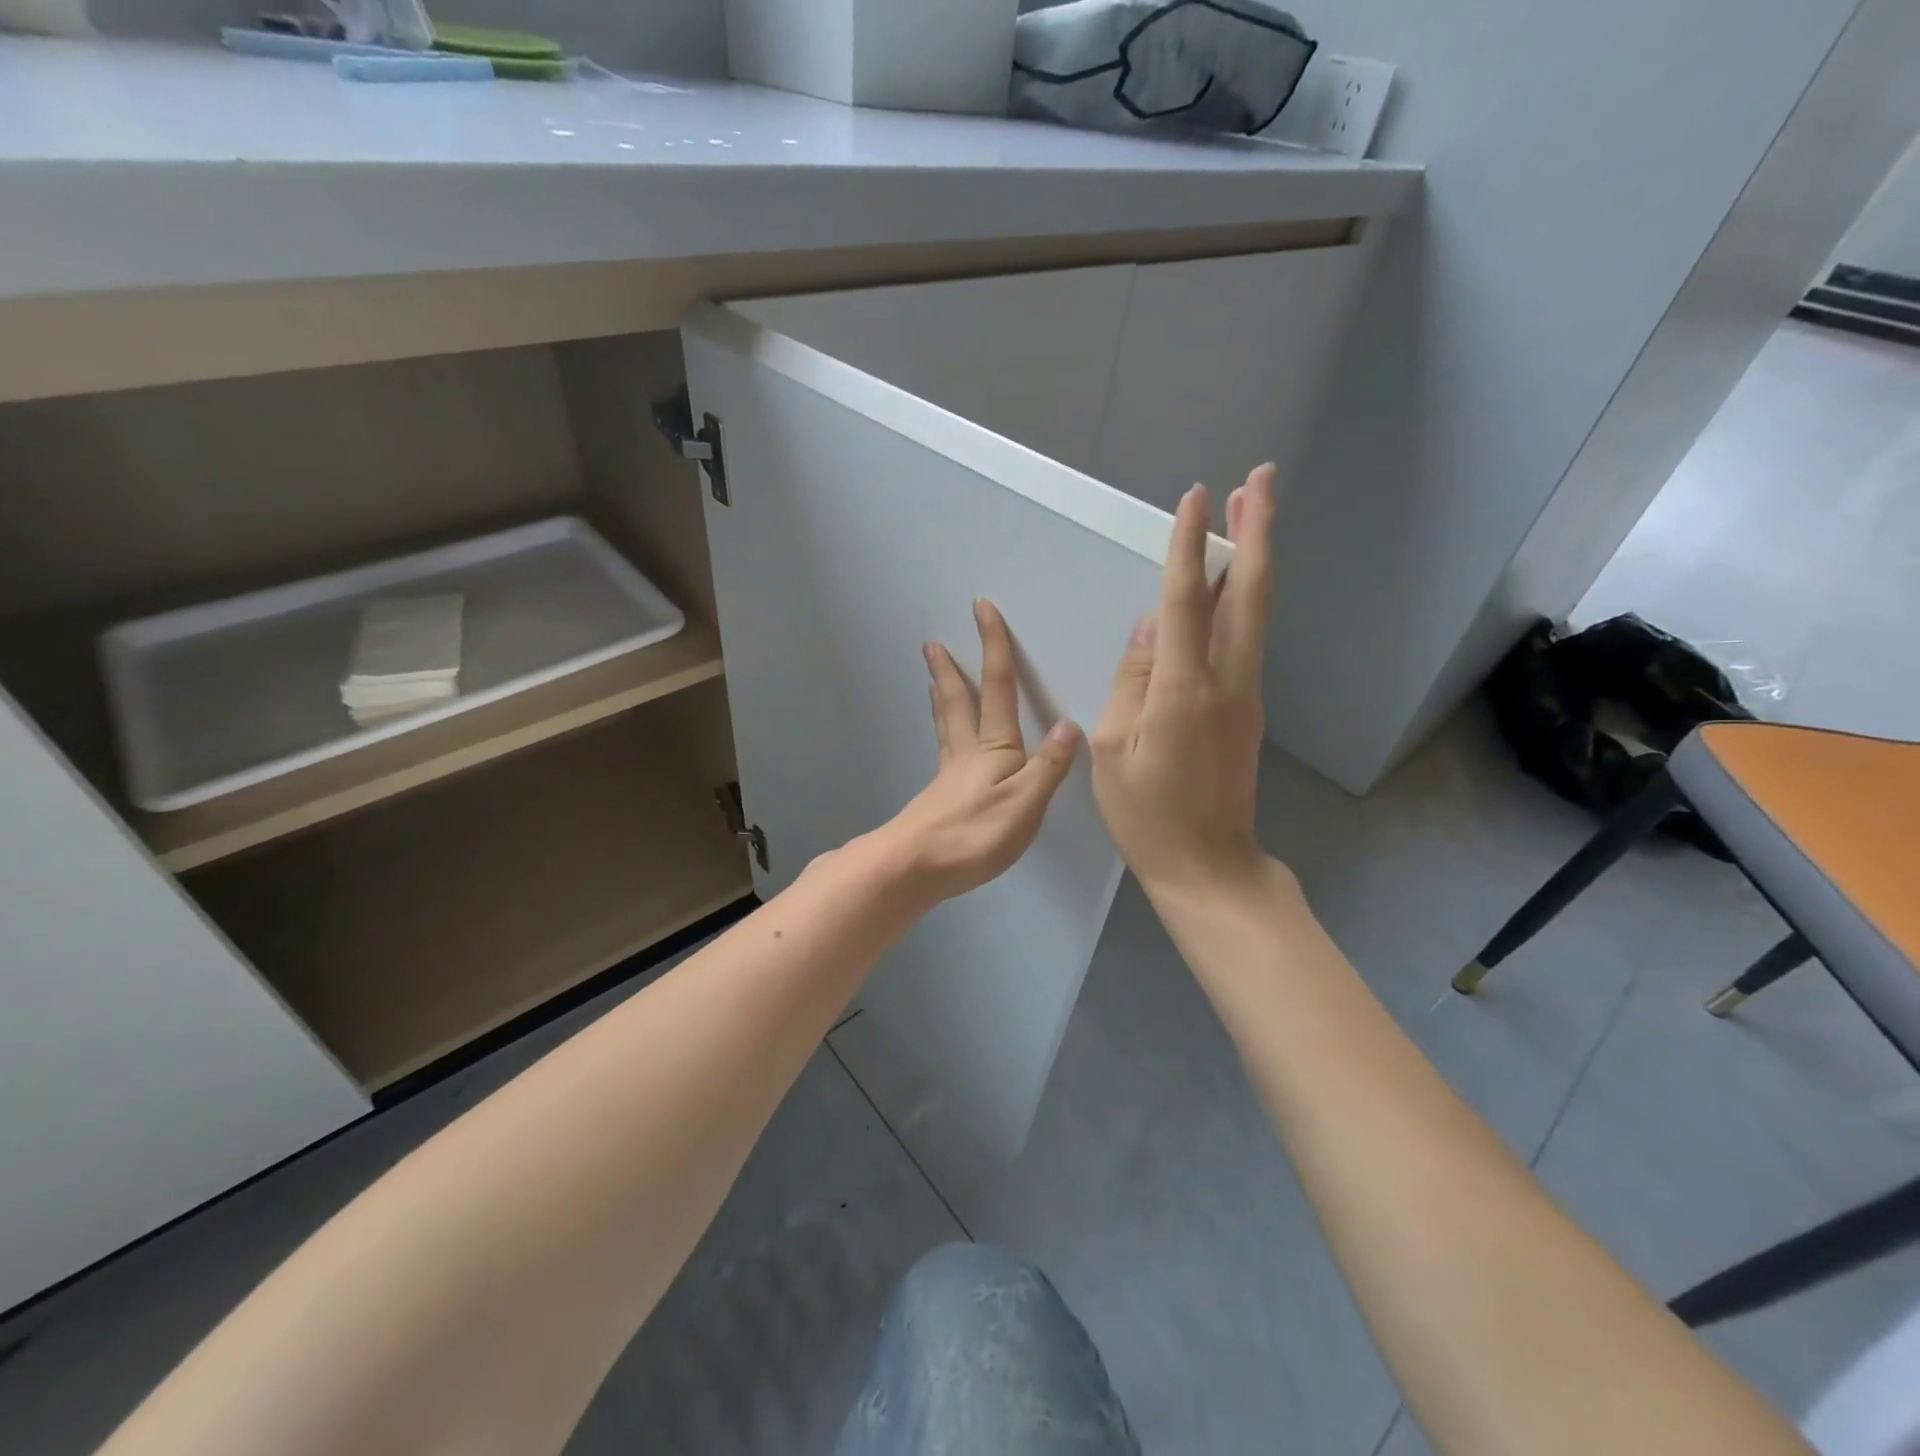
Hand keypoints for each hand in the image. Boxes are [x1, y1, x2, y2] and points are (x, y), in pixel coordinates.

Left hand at [872, 599, 1081, 905]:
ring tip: (933, 680)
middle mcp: (968, 752)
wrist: (917, 867)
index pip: (998, 686)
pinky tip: (947, 745)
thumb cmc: (975, 833)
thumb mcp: (1026, 801)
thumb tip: (1070, 726)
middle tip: (932, 643)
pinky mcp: (940, 798)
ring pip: (946, 725)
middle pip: (958, 701)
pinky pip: (944, 751)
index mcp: (994, 746)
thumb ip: (1048, 766)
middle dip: (950, 669)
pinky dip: (943, 733)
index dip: (993, 646)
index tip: (981, 608)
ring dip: (942, 697)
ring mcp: (949, 775)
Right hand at [1091, 464, 1279, 899]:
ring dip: (1252, 559)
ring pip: (1254, 612)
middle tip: (1260, 478)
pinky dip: (1239, 599)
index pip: (1187, 601)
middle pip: (1249, 592)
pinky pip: (1244, 641)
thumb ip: (1132, 680)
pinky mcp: (1247, 709)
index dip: (1190, 545)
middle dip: (1257, 530)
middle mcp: (1227, 681)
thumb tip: (1152, 625)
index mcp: (1185, 690)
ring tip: (1248, 513)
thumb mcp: (1113, 749)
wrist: (1207, 865)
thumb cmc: (1147, 814)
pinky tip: (1225, 585)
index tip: (1197, 496)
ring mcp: (1245, 694)